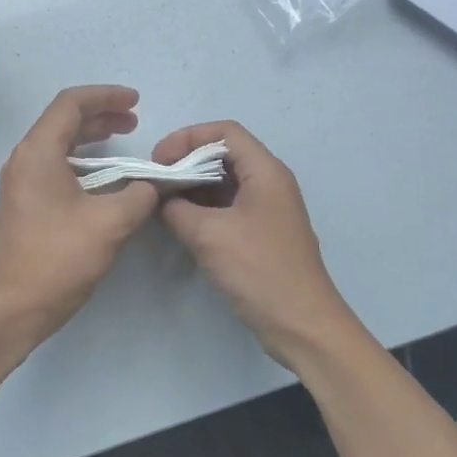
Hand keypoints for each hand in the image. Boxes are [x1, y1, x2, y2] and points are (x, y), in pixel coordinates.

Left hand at [0, 86, 159, 335]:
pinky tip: (103, 177)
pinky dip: (79, 161)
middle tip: (134, 122)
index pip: (70, 104)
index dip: (105, 96)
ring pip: (57, 145)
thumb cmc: (60, 258)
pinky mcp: (22, 204)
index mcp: (38, 153)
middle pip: (62, 121)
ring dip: (90, 138)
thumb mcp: (111, 223)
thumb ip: (138, 195)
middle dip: (100, 115)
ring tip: (122, 141)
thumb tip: (150, 186)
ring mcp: (18, 183)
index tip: (136, 103)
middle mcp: (22, 160)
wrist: (15, 306)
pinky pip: (52, 167)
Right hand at [150, 121, 359, 367]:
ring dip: (192, 187)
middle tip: (156, 182)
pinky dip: (202, 208)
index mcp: (266, 172)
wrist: (301, 324)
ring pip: (224, 183)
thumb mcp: (208, 234)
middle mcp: (269, 184)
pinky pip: (228, 208)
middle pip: (224, 155)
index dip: (188, 138)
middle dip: (186, 162)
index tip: (159, 161)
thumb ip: (176, 209)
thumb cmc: (259, 270)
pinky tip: (179, 223)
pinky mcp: (261, 235)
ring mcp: (267, 210)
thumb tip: (159, 198)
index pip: (225, 132)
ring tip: (161, 202)